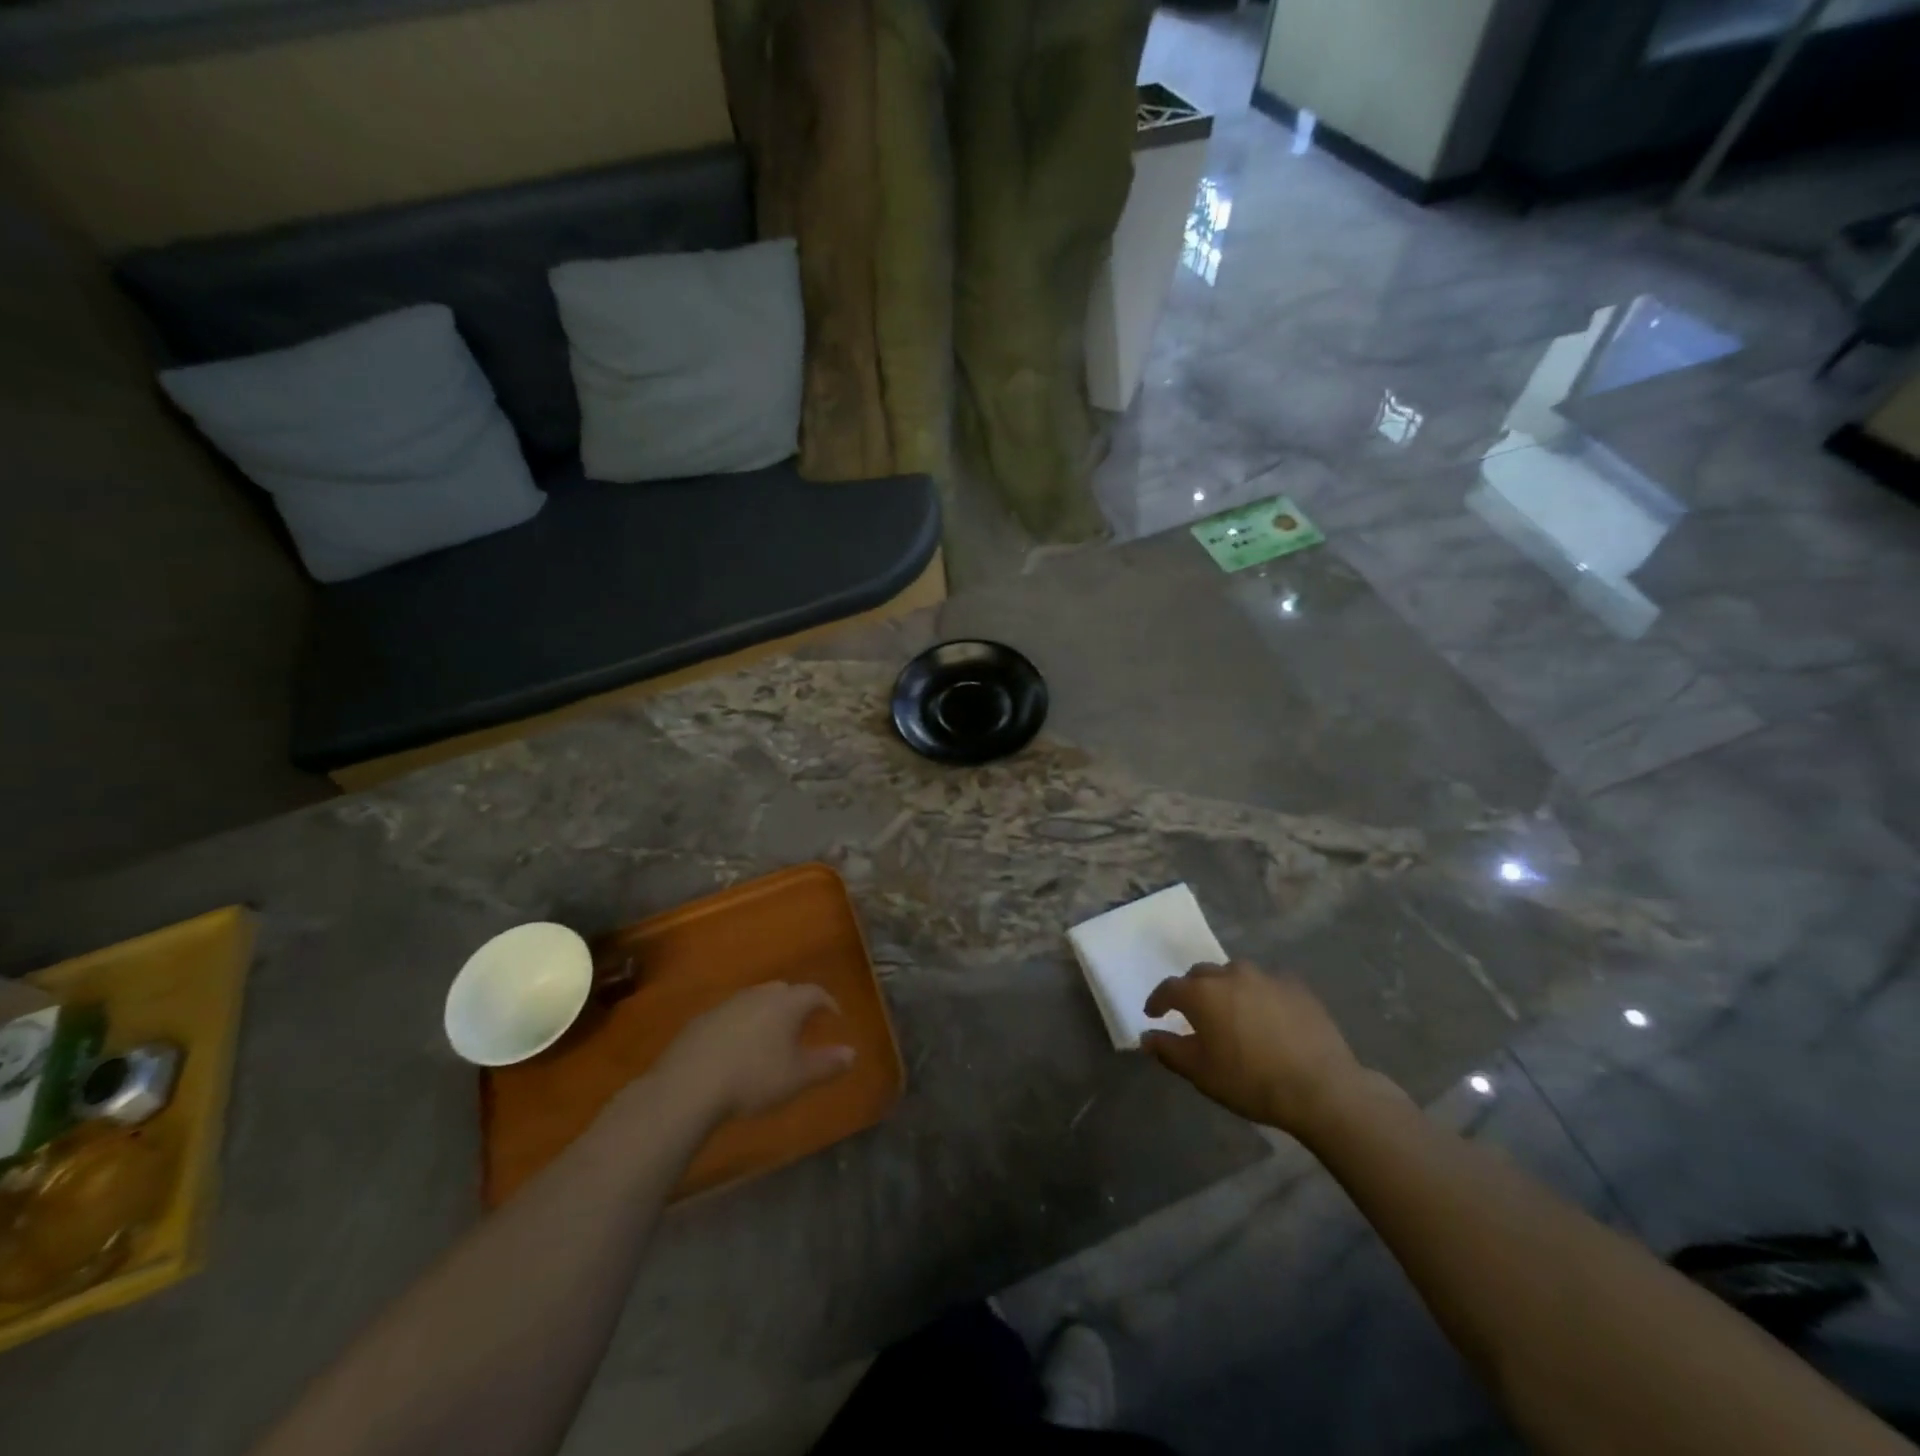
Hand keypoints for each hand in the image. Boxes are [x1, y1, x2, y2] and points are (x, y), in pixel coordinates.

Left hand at [650, 982, 854, 1121]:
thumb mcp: (797, 1078)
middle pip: (784, 990)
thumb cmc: (753, 1078)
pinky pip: (731, 1015)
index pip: (815, 992)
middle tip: (803, 1025)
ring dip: (767, 1014)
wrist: (689, 1085)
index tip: (834, 1017)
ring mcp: (727, 1004)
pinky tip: (737, 1049)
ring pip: (755, 1000)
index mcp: (786, 1003)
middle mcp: (759, 994)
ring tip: (770, 1038)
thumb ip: (827, 1064)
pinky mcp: (702, 1020)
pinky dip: (741, 1025)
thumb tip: (853, 1053)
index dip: (828, 1003)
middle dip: (796, 1004)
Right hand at [1142, 962, 1364, 1134]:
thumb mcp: (1201, 1073)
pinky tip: (1267, 1016)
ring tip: (1231, 1012)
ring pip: (1235, 975)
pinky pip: (1267, 984)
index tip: (1154, 1014)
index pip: (1169, 988)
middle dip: (1192, 990)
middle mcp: (1230, 975)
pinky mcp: (1296, 986)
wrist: (1321, 1088)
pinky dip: (1259, 995)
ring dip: (1226, 989)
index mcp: (1202, 993)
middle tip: (1193, 1013)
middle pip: (1202, 975)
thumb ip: (1169, 1050)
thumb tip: (1147, 1037)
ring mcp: (1266, 977)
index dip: (1158, 1001)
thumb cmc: (1251, 1081)